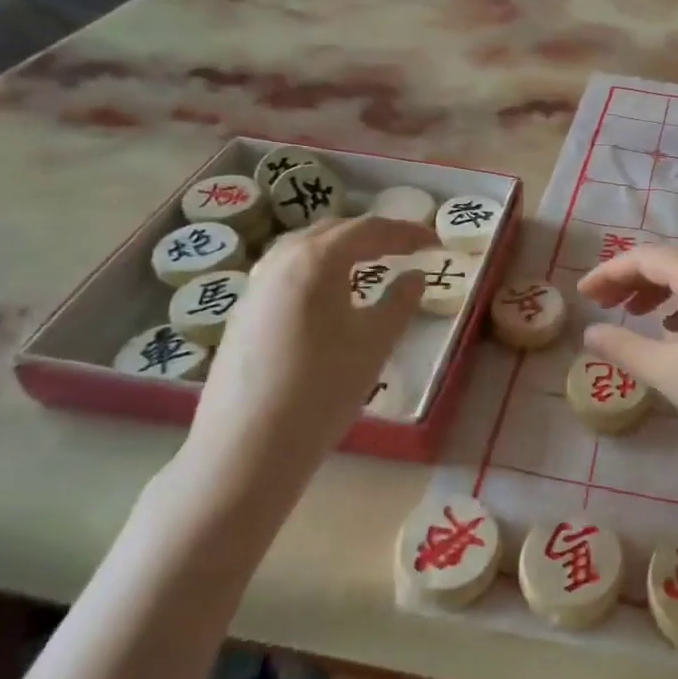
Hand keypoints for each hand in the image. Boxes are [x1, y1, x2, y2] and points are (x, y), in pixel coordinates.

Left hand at [180, 215, 435, 508]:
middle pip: (333, 231)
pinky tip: (328, 296)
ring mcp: (255, 287)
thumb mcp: (375, 342)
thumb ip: (400, 301)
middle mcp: (280, 261)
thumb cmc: (323, 388)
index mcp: (316, 260)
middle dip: (374, 235)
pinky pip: (286, 272)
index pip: (369, 230)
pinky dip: (317, 269)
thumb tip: (414, 277)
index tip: (435, 243)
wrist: (247, 449)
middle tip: (407, 248)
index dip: (406, 232)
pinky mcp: (242, 314)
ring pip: (304, 249)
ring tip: (370, 264)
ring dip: (342, 248)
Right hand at [576, 244, 677, 479]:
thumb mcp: (670, 372)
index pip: (644, 257)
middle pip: (669, 263)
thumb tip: (591, 332)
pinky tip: (675, 334)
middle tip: (601, 304)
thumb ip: (624, 348)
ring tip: (633, 316)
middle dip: (631, 280)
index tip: (581, 294)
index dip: (608, 272)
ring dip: (657, 292)